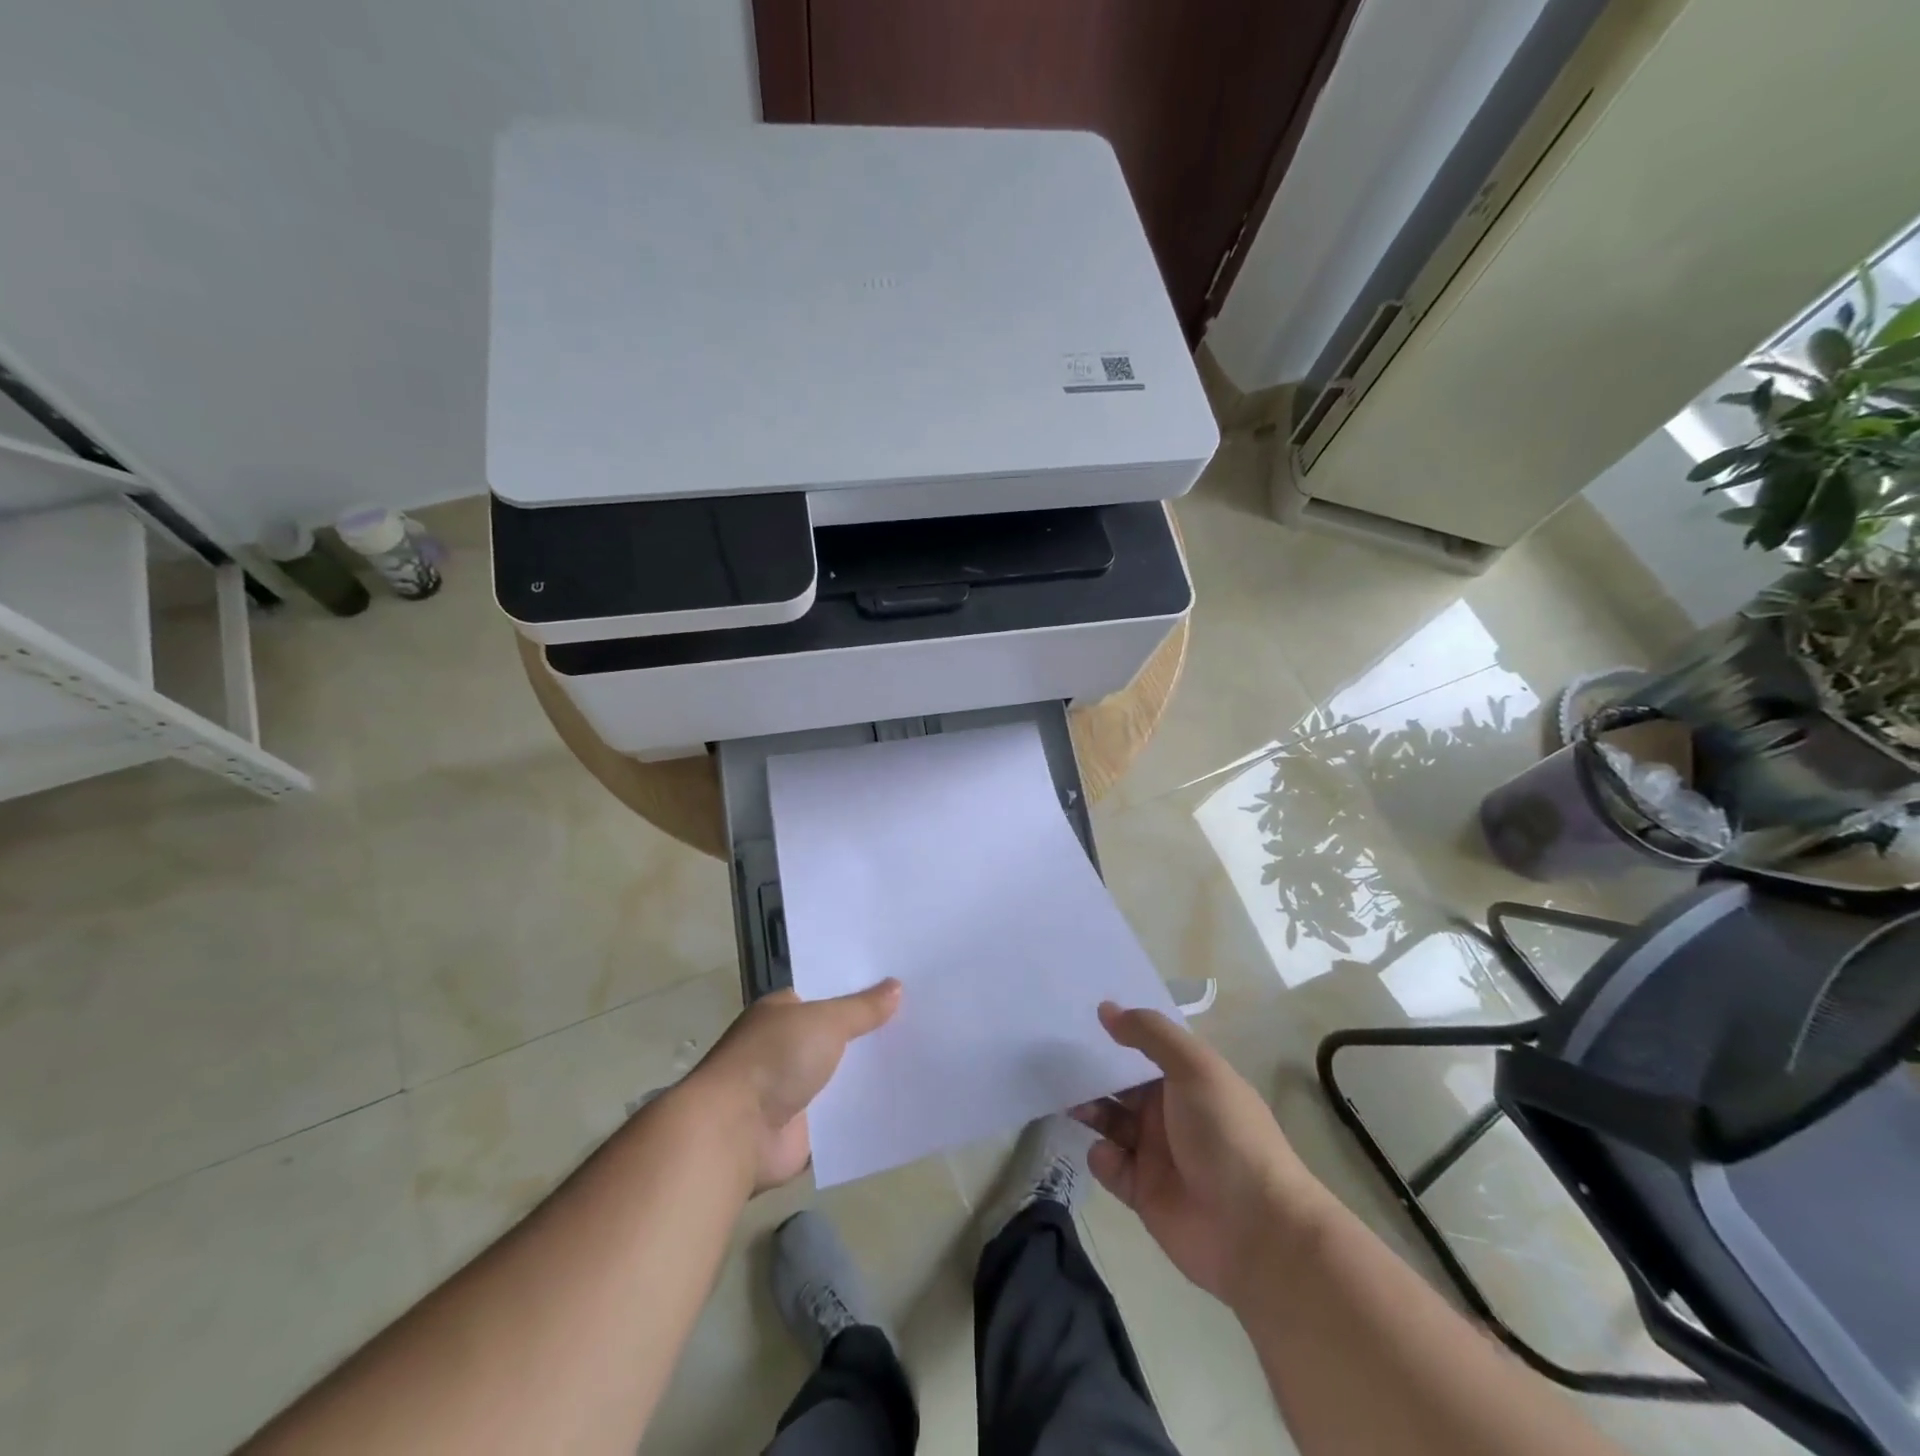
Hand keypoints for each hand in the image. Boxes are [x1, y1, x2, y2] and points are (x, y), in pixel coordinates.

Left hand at [688, 981, 901, 1190]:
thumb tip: (896, 986)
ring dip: (871, 1072)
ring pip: (843, 1074)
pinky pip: (844, 1114)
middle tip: (922, 1017)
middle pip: (838, 1034)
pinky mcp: (804, 1129)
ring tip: (923, 1056)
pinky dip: (866, 1109)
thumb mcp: (825, 1021)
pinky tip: (903, 1099)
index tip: (900, 983)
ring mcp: (794, 1089)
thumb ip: (862, 1008)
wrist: (735, 1133)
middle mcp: (787, 1047)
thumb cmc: (774, 1060)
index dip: (860, 989)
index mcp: (783, 1012)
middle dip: (871, 1030)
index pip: (827, 993)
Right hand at [1074, 1002, 1327, 1306]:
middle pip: (1121, 1085)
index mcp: (1187, 1080)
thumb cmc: (1227, 1135)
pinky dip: (1101, 1157)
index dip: (1117, 1034)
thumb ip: (1150, 1034)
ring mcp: (1156, 1153)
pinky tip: (1106, 1153)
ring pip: (1110, 1122)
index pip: (1145, 1049)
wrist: (1256, 1231)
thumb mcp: (1194, 1069)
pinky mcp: (1142, 1192)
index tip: (1079, 1018)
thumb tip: (1106, 1008)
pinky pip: (1110, 1166)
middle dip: (1093, 1073)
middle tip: (1055, 1060)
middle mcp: (1170, 1112)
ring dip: (1089, 1110)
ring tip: (1068, 1102)